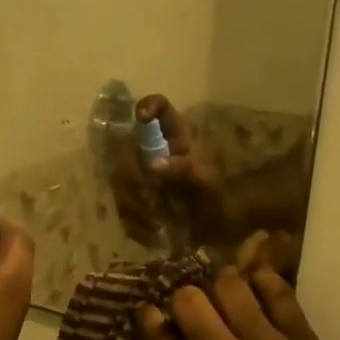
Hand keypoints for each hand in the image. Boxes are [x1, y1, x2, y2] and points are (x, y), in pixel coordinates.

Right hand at [111, 96, 234, 246]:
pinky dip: (135, 224)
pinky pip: (123, 208)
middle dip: (133, 177)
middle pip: (126, 149)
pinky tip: (152, 234)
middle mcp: (154, 152)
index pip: (160, 107)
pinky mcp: (137, 201)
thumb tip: (154, 165)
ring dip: (134, 206)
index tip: (142, 118)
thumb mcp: (206, 183)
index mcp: (175, 139)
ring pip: (119, 182)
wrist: (220, 228)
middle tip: (150, 199)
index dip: (148, 106)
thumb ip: (183, 172)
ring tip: (156, 223)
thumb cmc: (219, 198)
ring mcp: (142, 176)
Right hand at [137, 267, 339, 339]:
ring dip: (222, 283)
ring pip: (230, 286)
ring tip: (226, 290)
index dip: (150, 318)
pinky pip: (278, 292)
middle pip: (189, 302)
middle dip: (184, 297)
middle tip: (193, 303)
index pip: (161, 339)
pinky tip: (258, 283)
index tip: (150, 311)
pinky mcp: (300, 337)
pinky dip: (263, 281)